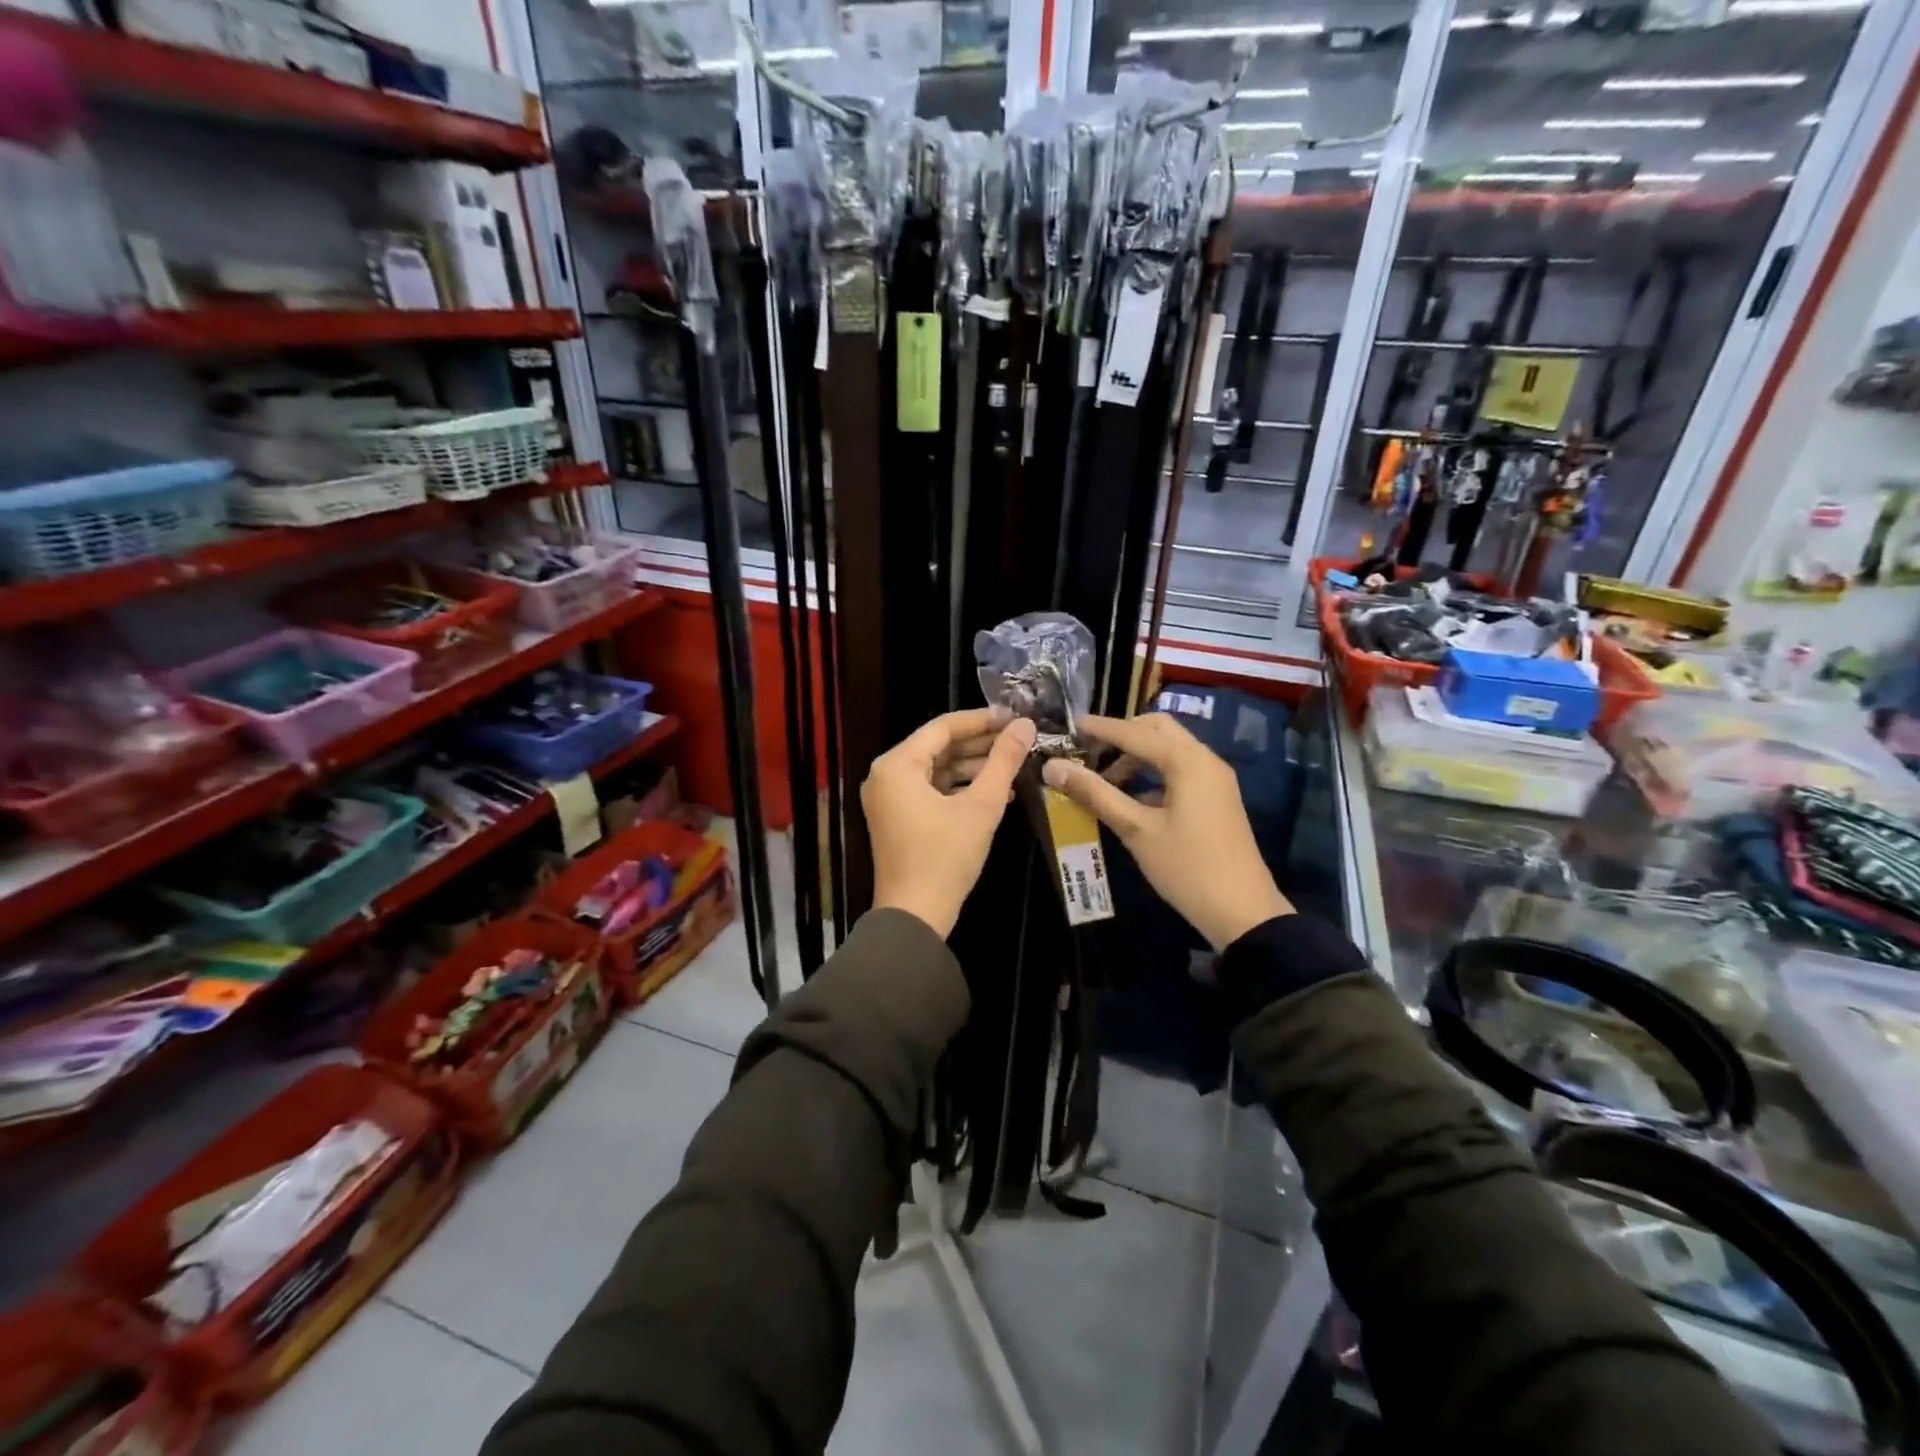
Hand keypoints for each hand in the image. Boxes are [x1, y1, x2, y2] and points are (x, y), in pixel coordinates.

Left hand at [864, 707, 1036, 937]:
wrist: (915, 916)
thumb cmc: (945, 857)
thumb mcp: (981, 806)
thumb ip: (1004, 761)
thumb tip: (1025, 725)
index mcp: (897, 765)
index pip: (943, 727)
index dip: (981, 720)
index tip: (1015, 717)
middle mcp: (886, 775)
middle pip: (938, 747)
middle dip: (980, 744)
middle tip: (1019, 739)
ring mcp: (889, 798)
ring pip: (936, 770)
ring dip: (973, 767)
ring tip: (1015, 764)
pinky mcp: (898, 818)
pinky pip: (931, 790)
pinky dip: (960, 788)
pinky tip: (996, 791)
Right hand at [1041, 712, 1292, 950]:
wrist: (1243, 912)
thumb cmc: (1187, 867)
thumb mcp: (1136, 830)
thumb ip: (1095, 794)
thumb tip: (1053, 767)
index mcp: (1187, 761)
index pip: (1135, 732)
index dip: (1101, 728)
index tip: (1071, 727)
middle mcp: (1205, 760)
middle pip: (1159, 729)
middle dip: (1123, 735)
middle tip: (1090, 752)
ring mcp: (1214, 779)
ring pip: (1170, 749)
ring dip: (1136, 756)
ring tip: (1104, 781)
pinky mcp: (1216, 798)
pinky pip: (1180, 770)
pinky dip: (1152, 773)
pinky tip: (1130, 799)